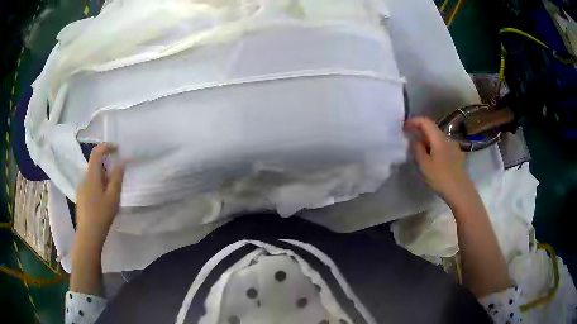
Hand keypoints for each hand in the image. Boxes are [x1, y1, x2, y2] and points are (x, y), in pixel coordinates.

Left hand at [76, 143, 125, 246]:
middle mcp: (84, 178)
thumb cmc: (102, 214)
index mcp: (91, 175)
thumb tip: (122, 163)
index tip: (117, 149)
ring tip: (111, 194)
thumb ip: (117, 178)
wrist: (89, 234)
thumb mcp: (113, 197)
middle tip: (117, 179)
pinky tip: (103, 202)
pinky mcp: (80, 196)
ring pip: (93, 176)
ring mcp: (81, 188)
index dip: (107, 147)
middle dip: (107, 167)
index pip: (97, 152)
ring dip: (103, 178)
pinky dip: (98, 186)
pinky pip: (90, 184)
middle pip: (95, 164)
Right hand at [404, 117, 471, 203]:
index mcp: (439, 138)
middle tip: (409, 141)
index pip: (425, 121)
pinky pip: (443, 148)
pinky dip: (434, 149)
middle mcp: (447, 139)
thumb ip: (417, 149)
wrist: (461, 192)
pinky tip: (432, 161)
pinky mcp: (457, 157)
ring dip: (427, 142)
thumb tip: (414, 140)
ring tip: (420, 153)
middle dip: (420, 132)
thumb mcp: (424, 165)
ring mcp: (454, 148)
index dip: (413, 121)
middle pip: (432, 130)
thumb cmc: (441, 178)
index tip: (404, 127)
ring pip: (437, 139)